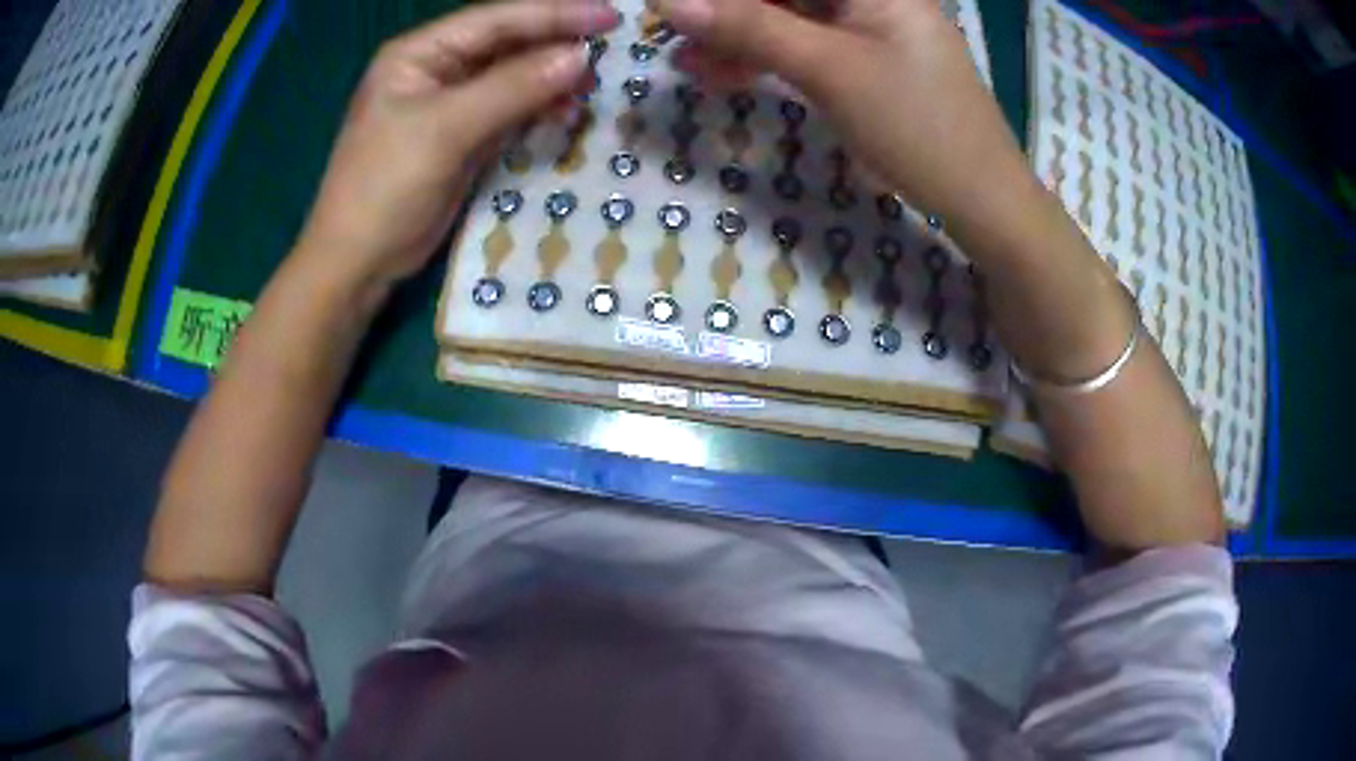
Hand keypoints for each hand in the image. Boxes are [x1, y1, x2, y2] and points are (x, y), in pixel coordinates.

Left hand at [295, 0, 619, 292]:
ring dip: (552, 79)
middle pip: (507, 44)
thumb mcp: (445, 130)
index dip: (554, 14)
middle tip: (610, 47)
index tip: (610, 16)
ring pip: (513, 78)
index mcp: (420, 53)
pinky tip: (566, 111)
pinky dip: (538, 109)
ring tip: (592, 84)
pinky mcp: (463, 137)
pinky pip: (510, 111)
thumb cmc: (385, 187)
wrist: (358, 262)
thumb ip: (512, 88)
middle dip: (556, 44)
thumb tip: (579, 57)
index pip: (496, 20)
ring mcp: (451, 104)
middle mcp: (436, 70)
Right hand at [652, 0, 1033, 225]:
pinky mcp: (861, 62)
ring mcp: (865, 29)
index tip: (674, 9)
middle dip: (726, 13)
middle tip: (671, 32)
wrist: (980, 199)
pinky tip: (719, 74)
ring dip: (735, 38)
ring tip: (685, 63)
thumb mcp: (830, 69)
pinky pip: (802, 48)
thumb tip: (670, 2)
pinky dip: (763, 60)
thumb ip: (750, 28)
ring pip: (786, 20)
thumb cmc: (918, 125)